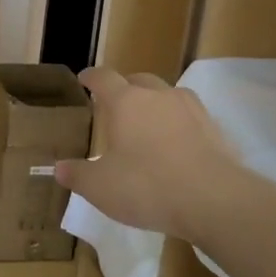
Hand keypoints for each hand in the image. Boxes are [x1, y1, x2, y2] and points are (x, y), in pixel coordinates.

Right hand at [55, 68, 244, 239]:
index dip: (91, 77)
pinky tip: (176, 146)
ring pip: (167, 96)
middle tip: (117, 106)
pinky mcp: (215, 128)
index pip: (103, 78)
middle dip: (125, 88)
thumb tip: (60, 167)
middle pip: (138, 80)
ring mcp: (191, 109)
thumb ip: (78, 175)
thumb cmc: (147, 186)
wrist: (214, 199)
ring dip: (155, 105)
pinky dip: (179, 126)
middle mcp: (158, 95)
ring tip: (148, 126)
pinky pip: (190, 118)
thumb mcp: (100, 187)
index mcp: (125, 102)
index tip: (84, 79)